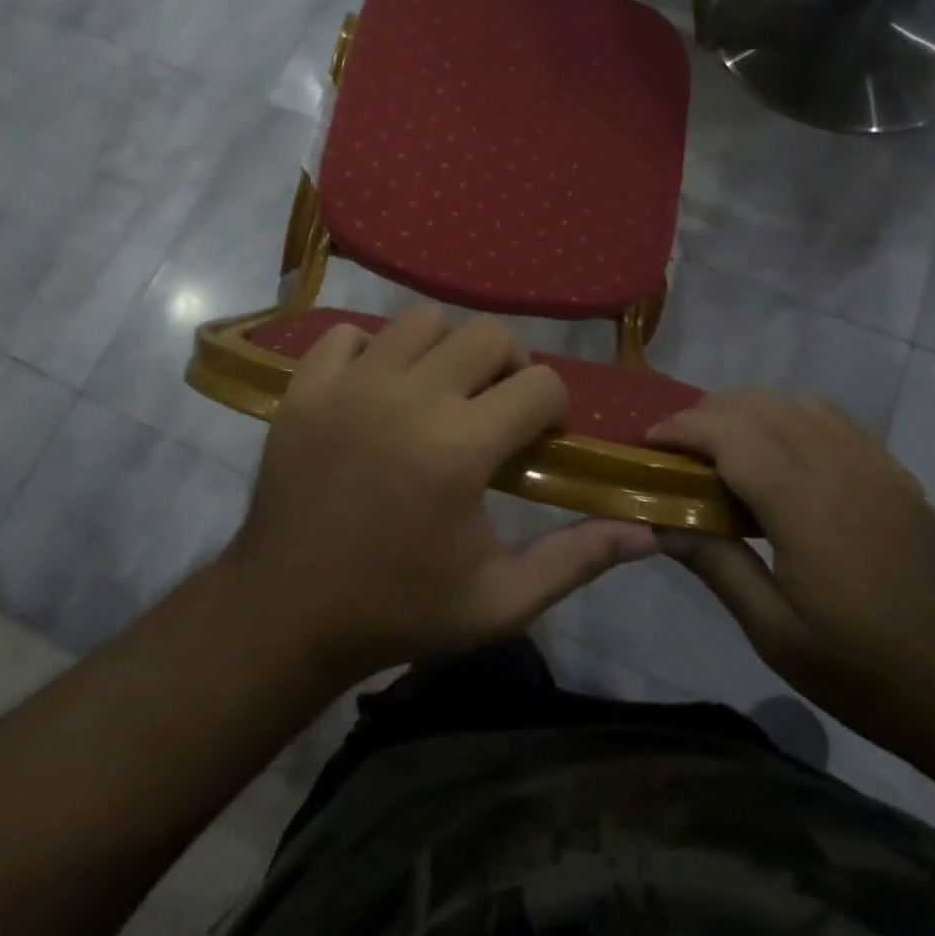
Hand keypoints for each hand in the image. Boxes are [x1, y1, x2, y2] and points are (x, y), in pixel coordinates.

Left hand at [222, 305, 656, 682]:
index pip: (541, 384)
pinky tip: (375, 392)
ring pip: (421, 320)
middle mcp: (410, 397)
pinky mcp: (305, 387)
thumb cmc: (399, 609)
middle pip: (488, 334)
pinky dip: (371, 353)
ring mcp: (351, 385)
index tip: (535, 441)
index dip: (552, 410)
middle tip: (494, 409)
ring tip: (437, 394)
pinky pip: (349, 335)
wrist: (287, 615)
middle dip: (508, 367)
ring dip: (444, 351)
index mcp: (461, 448)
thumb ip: (575, 560)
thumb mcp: (499, 602)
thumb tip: (647, 533)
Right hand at [649, 391, 934, 750]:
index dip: (682, 428)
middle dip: (706, 413)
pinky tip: (778, 449)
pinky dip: (789, 415)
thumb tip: (660, 522)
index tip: (647, 443)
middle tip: (674, 448)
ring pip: (797, 402)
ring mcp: (874, 465)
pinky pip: (831, 419)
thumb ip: (717, 566)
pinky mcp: (895, 474)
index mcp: (805, 505)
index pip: (730, 435)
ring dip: (748, 408)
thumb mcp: (778, 636)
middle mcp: (839, 466)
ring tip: (719, 443)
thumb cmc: (872, 675)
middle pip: (759, 406)